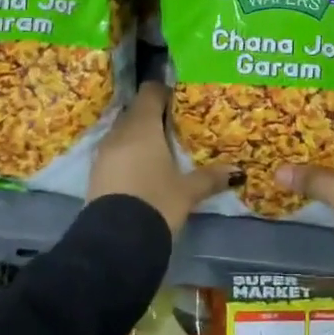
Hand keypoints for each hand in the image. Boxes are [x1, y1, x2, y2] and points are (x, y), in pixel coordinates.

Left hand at [88, 80, 233, 235]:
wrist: (115, 243)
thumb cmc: (156, 203)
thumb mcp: (188, 191)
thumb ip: (211, 177)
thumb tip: (237, 171)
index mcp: (142, 126)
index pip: (151, 92)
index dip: (165, 91)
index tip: (181, 99)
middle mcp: (119, 132)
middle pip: (137, 111)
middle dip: (155, 115)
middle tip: (177, 125)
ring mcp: (103, 152)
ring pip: (124, 131)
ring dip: (140, 135)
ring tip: (162, 148)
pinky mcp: (96, 172)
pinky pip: (115, 151)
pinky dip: (129, 153)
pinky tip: (144, 168)